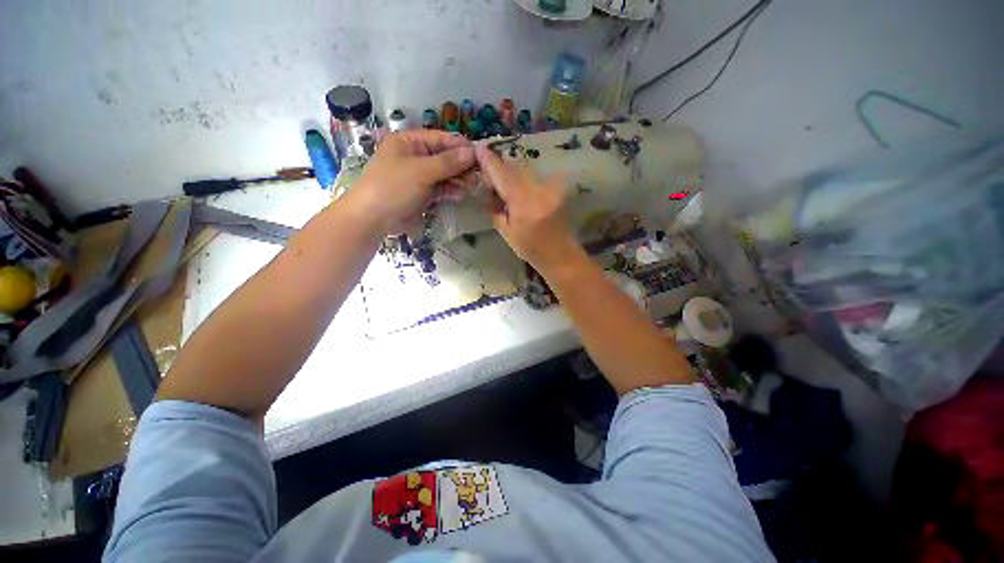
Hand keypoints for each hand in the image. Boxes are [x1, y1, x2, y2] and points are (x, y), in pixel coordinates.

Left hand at [349, 130, 474, 232]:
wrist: (373, 219)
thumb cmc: (393, 187)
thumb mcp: (421, 171)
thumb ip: (448, 162)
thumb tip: (472, 152)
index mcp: (410, 142)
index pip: (441, 139)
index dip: (460, 146)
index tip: (481, 155)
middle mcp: (416, 156)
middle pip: (445, 157)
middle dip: (462, 165)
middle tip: (479, 174)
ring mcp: (419, 176)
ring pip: (445, 174)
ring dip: (458, 179)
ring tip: (472, 185)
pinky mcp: (423, 193)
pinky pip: (441, 188)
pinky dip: (451, 190)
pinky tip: (460, 194)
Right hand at [475, 144, 578, 269]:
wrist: (560, 253)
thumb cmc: (530, 248)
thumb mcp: (506, 232)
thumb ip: (495, 208)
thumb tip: (490, 189)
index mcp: (524, 204)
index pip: (503, 175)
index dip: (490, 161)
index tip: (478, 148)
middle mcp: (540, 190)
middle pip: (515, 168)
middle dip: (500, 168)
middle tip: (488, 175)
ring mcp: (552, 187)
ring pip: (525, 171)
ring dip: (512, 174)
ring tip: (504, 187)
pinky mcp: (558, 187)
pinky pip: (535, 177)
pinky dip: (524, 180)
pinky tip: (520, 192)